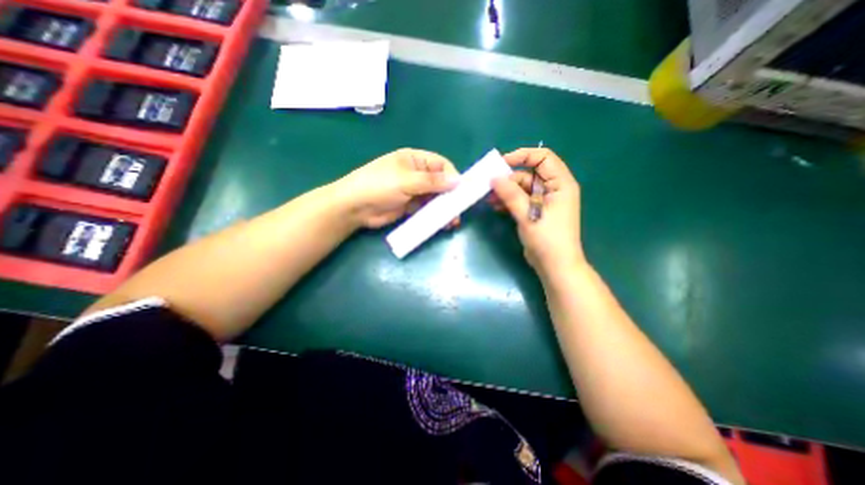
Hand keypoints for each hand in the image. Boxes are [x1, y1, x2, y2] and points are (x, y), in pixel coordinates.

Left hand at [336, 148, 463, 228]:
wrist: (354, 207)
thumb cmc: (378, 186)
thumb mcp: (406, 180)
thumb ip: (432, 181)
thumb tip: (458, 181)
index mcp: (414, 160)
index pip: (441, 165)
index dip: (453, 176)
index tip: (462, 191)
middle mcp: (416, 174)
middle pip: (440, 183)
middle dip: (450, 196)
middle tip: (459, 210)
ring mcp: (413, 191)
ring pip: (434, 198)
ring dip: (444, 208)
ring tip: (452, 220)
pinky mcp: (409, 206)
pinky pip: (426, 209)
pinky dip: (434, 215)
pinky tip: (441, 223)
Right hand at [489, 146, 584, 276]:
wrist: (555, 266)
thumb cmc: (547, 239)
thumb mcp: (528, 214)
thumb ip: (511, 194)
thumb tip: (494, 177)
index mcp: (560, 183)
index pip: (543, 158)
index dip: (522, 156)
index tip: (501, 164)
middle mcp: (553, 188)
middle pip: (529, 174)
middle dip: (508, 179)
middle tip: (489, 185)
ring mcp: (544, 201)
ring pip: (522, 188)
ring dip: (506, 191)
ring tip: (489, 198)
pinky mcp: (535, 212)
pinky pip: (520, 200)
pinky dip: (508, 201)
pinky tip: (495, 206)